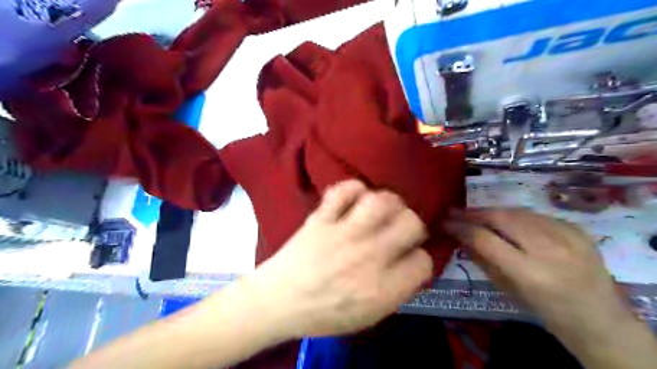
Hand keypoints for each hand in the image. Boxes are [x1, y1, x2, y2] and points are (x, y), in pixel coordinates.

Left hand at [253, 181, 435, 337]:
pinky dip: (353, 189)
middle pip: (411, 223)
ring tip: (381, 210)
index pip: (423, 261)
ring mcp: (344, 233)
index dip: (419, 258)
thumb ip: (395, 291)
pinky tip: (354, 198)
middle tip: (398, 229)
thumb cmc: (322, 314)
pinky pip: (343, 191)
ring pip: (382, 201)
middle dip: (411, 225)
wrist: (277, 302)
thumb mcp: (367, 317)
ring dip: (388, 202)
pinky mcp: (322, 218)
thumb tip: (410, 265)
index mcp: (383, 288)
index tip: (408, 257)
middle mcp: (370, 256)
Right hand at [441, 211, 624, 333]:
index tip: (445, 222)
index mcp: (529, 273)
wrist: (599, 318)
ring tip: (476, 214)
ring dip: (492, 211)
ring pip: (518, 212)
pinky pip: (537, 215)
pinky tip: (507, 220)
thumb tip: (459, 236)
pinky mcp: (578, 229)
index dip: (461, 227)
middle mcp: (549, 250)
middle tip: (455, 211)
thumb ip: (482, 260)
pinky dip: (516, 216)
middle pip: (502, 218)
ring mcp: (567, 236)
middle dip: (474, 213)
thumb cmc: (545, 310)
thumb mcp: (507, 289)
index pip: (485, 239)